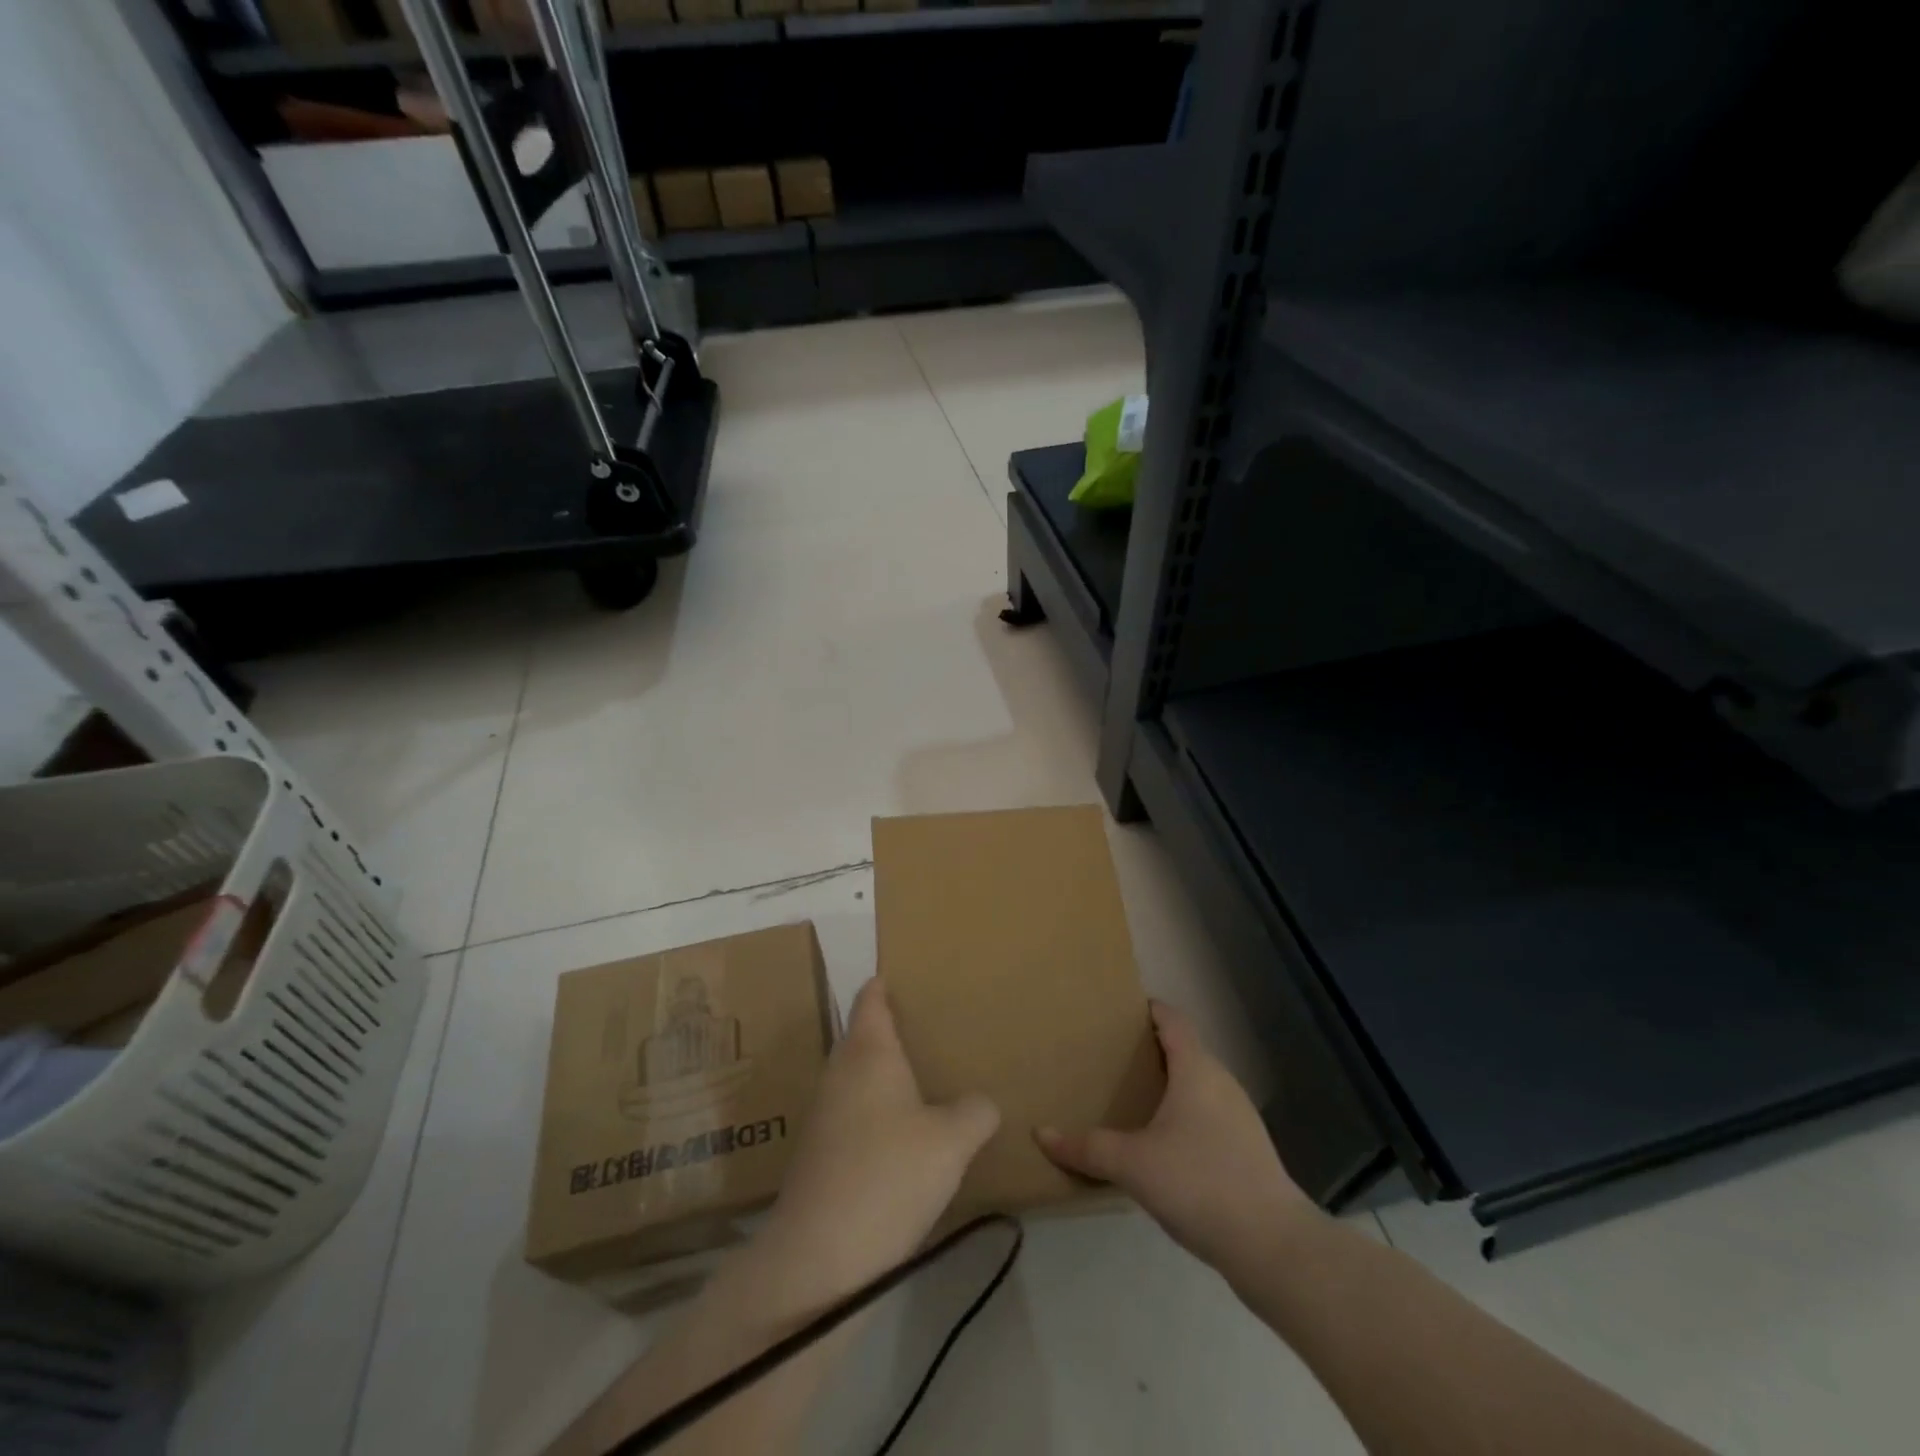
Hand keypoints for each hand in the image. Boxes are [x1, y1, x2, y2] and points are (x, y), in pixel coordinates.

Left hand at [762, 978, 998, 1296]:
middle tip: (930, 1029)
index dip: (884, 984)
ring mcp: (823, 1113)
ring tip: (922, 1079)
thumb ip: (975, 1112)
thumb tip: (981, 1103)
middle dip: (890, 1030)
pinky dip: (874, 1111)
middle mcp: (840, 1072)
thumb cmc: (889, 1174)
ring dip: (882, 1074)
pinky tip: (899, 1135)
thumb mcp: (952, 1142)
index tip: (903, 974)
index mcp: (868, 1051)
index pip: (871, 999)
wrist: (819, 1257)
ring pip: (856, 1077)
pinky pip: (851, 1112)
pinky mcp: (818, 1153)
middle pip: (862, 1035)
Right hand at [1036, 1001, 1315, 1273]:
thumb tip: (1041, 1133)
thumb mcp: (1133, 1164)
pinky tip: (1161, 1143)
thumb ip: (1087, 1147)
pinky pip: (1207, 1114)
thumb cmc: (1200, 1183)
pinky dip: (1182, 1115)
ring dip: (1167, 1085)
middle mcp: (1221, 1082)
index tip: (1118, 1010)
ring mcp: (1238, 1117)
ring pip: (1197, 1085)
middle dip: (1149, 1049)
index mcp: (1196, 1069)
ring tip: (1130, 1097)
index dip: (1148, 1009)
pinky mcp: (1246, 1151)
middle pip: (1184, 1050)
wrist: (1274, 1247)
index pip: (1172, 1020)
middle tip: (1110, 1056)